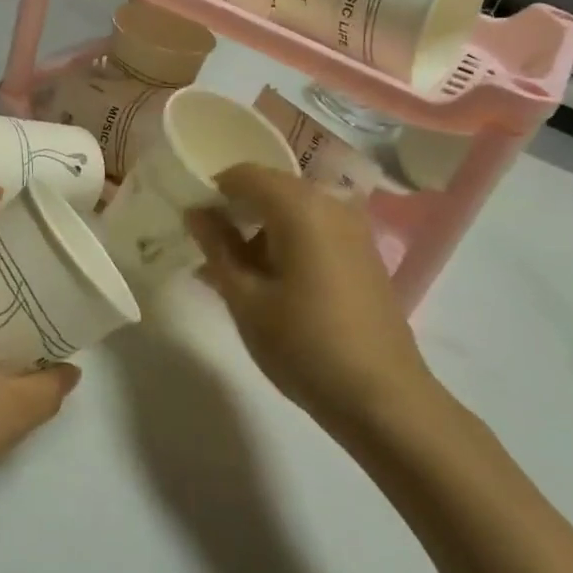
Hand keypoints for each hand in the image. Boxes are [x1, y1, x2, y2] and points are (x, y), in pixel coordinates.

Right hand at [187, 166, 438, 435]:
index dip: (211, 189)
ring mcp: (353, 228)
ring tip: (232, 270)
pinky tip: (268, 280)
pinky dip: (285, 240)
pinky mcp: (362, 252)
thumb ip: (217, 247)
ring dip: (258, 227)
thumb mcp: (245, 299)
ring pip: (292, 209)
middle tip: (206, 246)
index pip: (244, 174)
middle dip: (235, 209)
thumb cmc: (304, 345)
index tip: (190, 220)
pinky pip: (313, 228)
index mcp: (300, 207)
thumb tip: (196, 212)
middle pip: (270, 187)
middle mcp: (331, 204)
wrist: (383, 398)